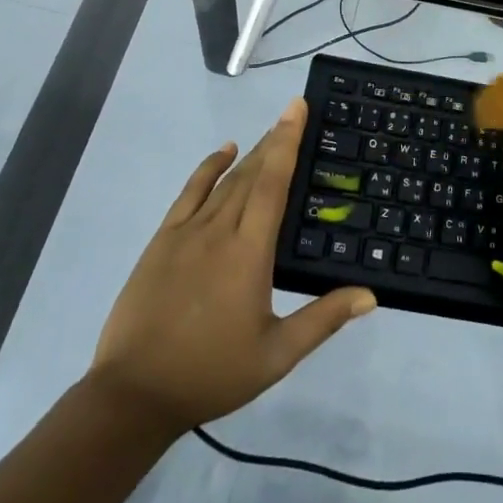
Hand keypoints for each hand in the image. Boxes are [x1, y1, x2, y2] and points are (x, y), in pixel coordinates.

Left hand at [90, 100, 375, 435]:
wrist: (133, 394)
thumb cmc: (211, 373)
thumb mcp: (276, 354)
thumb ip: (323, 319)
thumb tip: (369, 295)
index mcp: (249, 253)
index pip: (272, 184)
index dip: (287, 142)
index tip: (297, 108)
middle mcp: (219, 230)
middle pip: (251, 174)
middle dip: (274, 141)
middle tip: (293, 115)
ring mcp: (187, 232)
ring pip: (225, 181)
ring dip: (250, 154)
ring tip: (271, 133)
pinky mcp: (162, 240)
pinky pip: (189, 192)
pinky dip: (208, 167)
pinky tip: (224, 152)